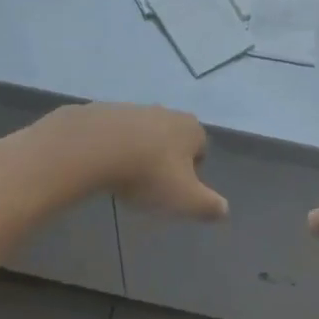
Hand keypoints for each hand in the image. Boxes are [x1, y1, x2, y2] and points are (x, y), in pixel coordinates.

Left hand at [47, 103, 226, 220]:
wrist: (94, 146)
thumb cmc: (149, 173)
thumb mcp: (185, 199)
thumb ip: (209, 206)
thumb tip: (224, 210)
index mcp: (190, 129)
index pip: (201, 148)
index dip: (193, 171)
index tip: (178, 191)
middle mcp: (165, 112)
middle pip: (172, 138)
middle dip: (166, 158)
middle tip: (152, 185)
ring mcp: (133, 108)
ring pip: (143, 134)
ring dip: (138, 151)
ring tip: (125, 178)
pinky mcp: (104, 111)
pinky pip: (114, 133)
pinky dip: (112, 146)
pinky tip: (103, 165)